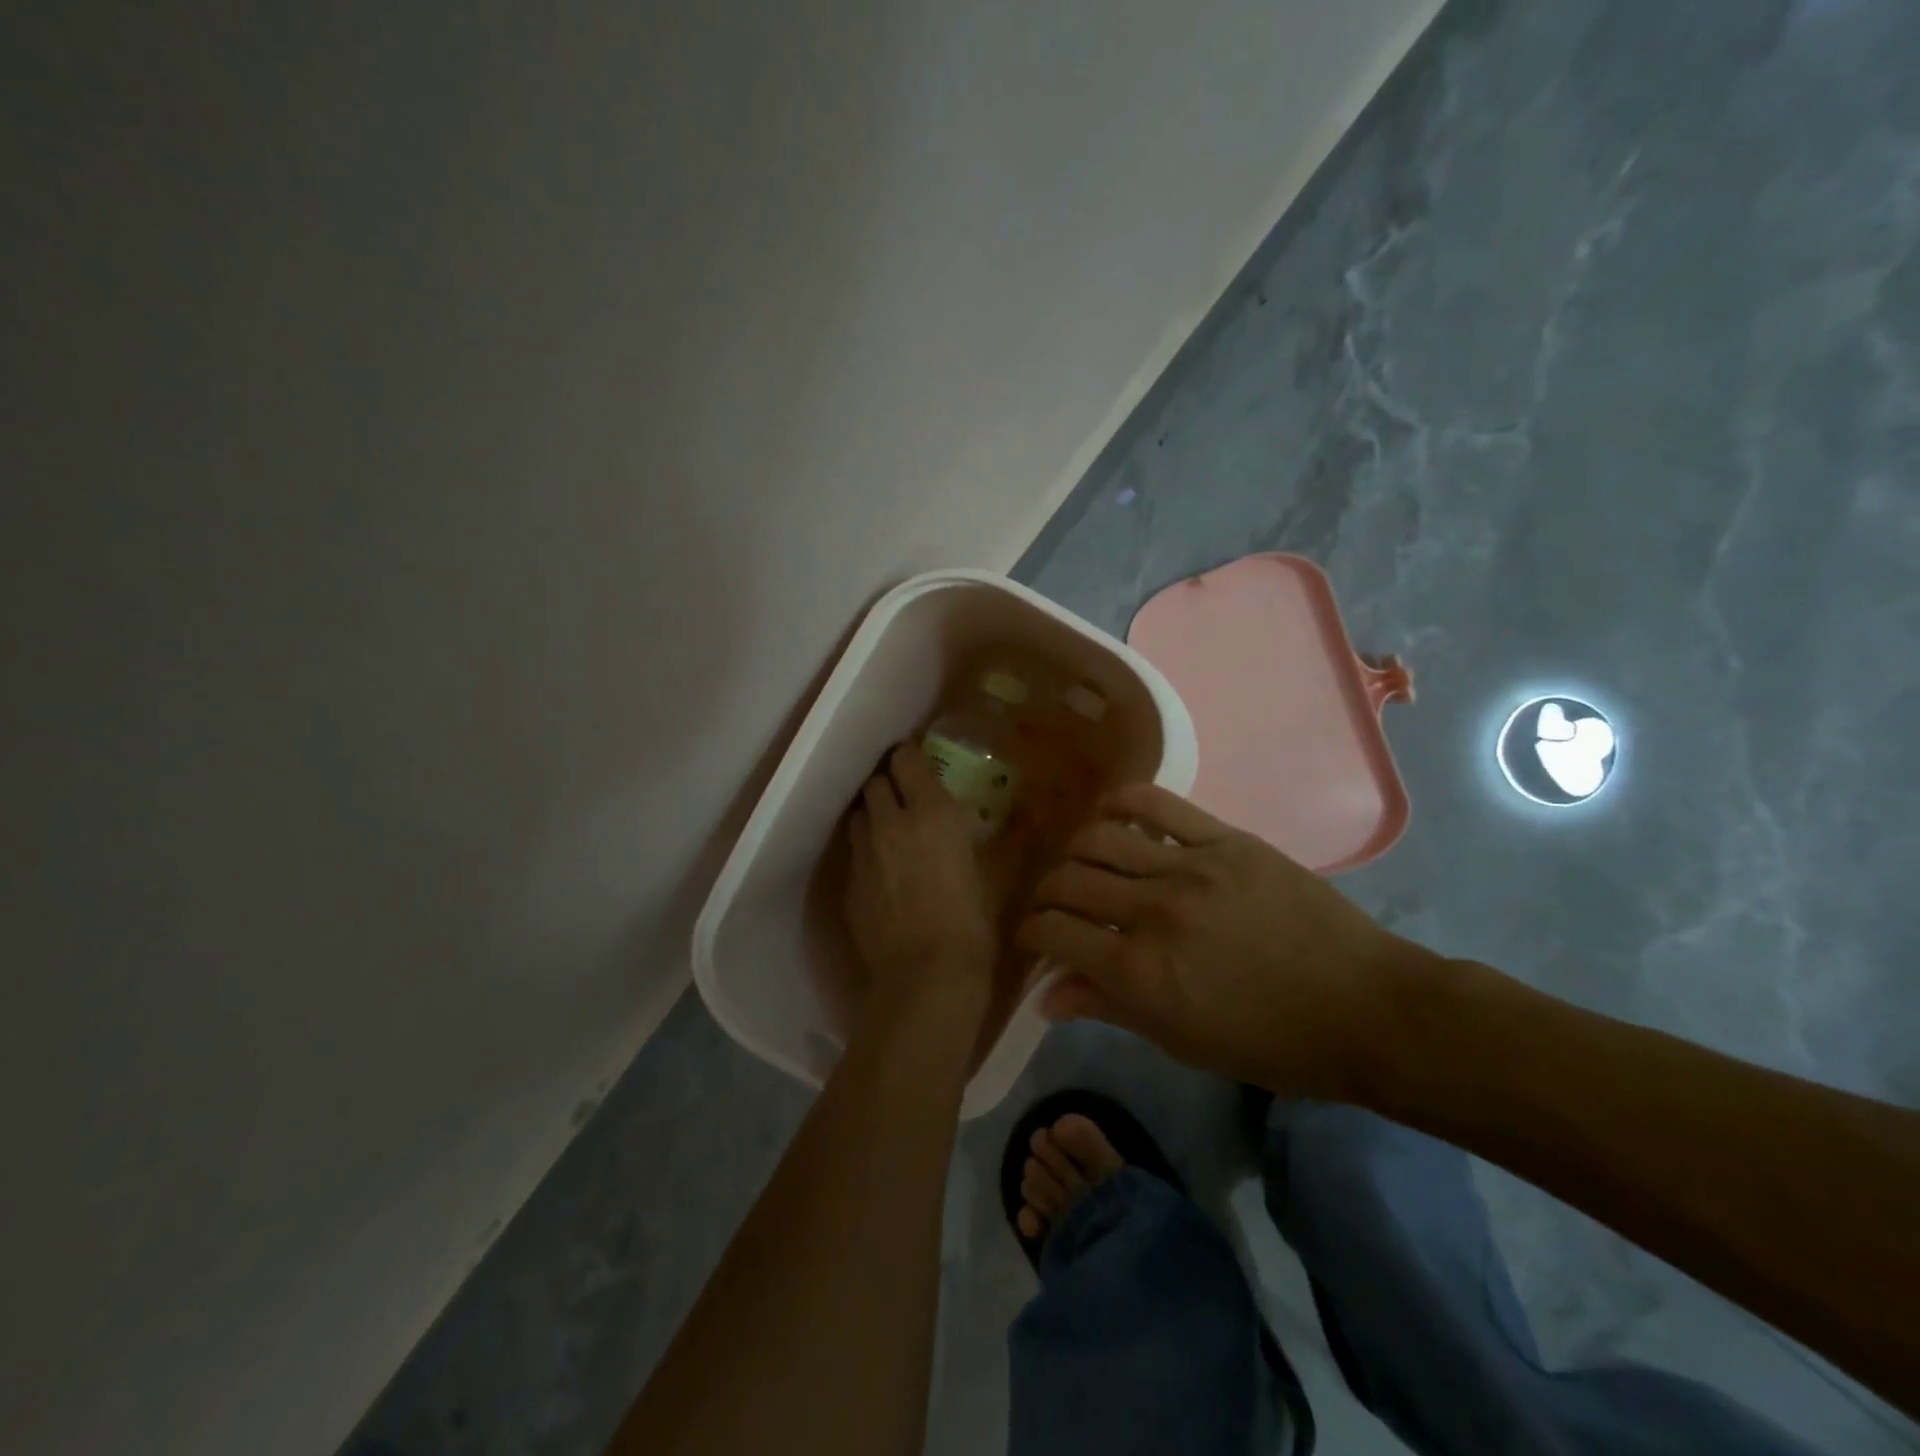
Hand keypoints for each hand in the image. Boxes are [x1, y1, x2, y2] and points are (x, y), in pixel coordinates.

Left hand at [845, 746, 1009, 1049]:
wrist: (925, 978)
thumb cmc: (973, 922)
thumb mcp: (998, 875)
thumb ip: (1007, 838)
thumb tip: (1027, 813)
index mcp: (931, 811)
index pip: (906, 759)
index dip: (909, 755)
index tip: (919, 761)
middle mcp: (890, 822)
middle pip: (875, 782)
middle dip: (888, 782)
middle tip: (907, 795)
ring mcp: (864, 853)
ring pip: (858, 814)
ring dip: (873, 813)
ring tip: (891, 828)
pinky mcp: (849, 884)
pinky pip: (854, 851)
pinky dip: (866, 848)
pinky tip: (882, 868)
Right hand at [1016, 783, 1437, 1098]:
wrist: (1366, 1009)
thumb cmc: (1271, 1043)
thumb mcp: (1181, 1042)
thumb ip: (1109, 1008)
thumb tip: (1047, 996)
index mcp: (1140, 971)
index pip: (1054, 933)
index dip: (1032, 933)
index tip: (1034, 938)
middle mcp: (1153, 911)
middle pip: (1069, 881)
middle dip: (1046, 893)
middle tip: (1054, 904)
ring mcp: (1190, 867)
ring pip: (1101, 837)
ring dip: (1076, 849)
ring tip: (1082, 862)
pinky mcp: (1225, 840)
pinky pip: (1159, 804)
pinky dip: (1123, 801)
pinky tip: (1110, 810)